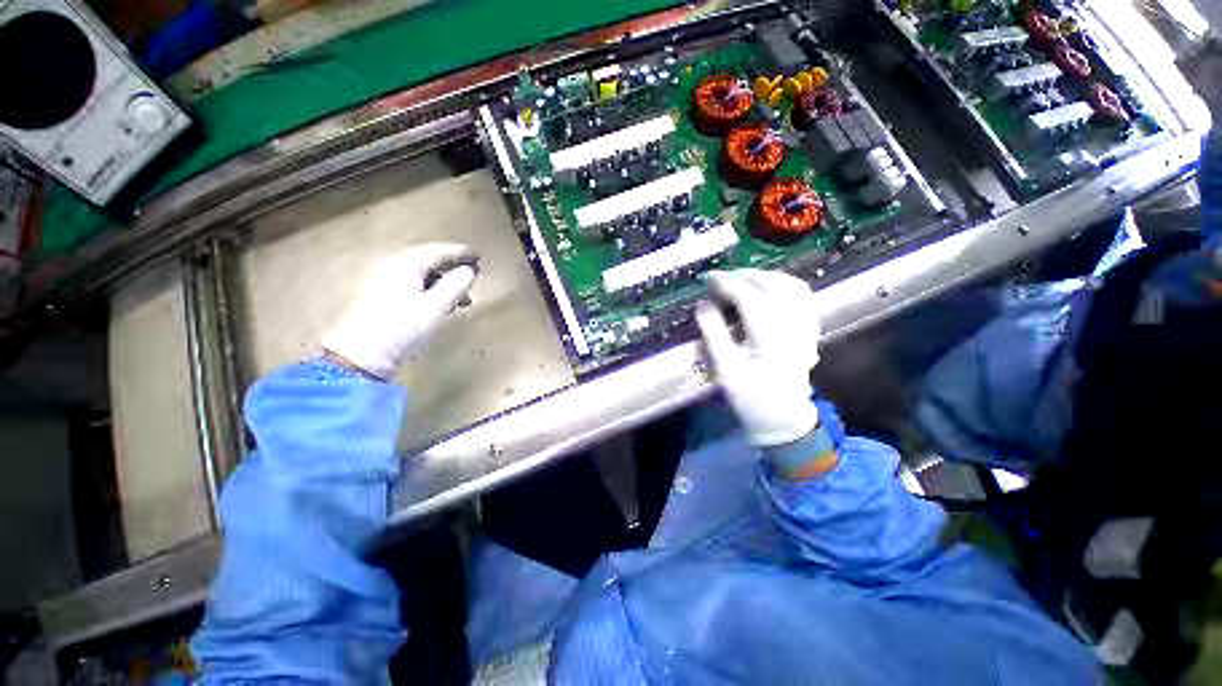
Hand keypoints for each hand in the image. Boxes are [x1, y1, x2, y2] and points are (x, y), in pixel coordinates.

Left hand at [323, 243, 477, 378]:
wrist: (360, 357)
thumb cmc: (402, 329)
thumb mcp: (436, 307)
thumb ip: (455, 285)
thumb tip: (469, 270)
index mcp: (405, 264)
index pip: (438, 251)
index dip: (460, 253)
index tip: (479, 256)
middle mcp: (393, 266)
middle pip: (429, 260)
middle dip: (453, 267)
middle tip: (474, 276)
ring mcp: (384, 281)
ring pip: (422, 274)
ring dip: (445, 282)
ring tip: (464, 298)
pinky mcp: (381, 297)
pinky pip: (414, 285)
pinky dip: (432, 290)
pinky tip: (443, 305)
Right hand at [695, 269, 821, 446]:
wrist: (783, 417)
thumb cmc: (751, 397)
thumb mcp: (725, 369)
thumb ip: (714, 333)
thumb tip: (702, 304)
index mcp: (771, 339)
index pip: (750, 298)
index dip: (727, 283)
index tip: (708, 279)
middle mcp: (793, 328)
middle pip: (773, 285)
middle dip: (744, 275)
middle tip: (720, 279)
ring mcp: (805, 327)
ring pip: (792, 285)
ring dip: (764, 276)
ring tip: (741, 279)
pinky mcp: (809, 329)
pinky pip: (803, 296)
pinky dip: (784, 284)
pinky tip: (768, 287)